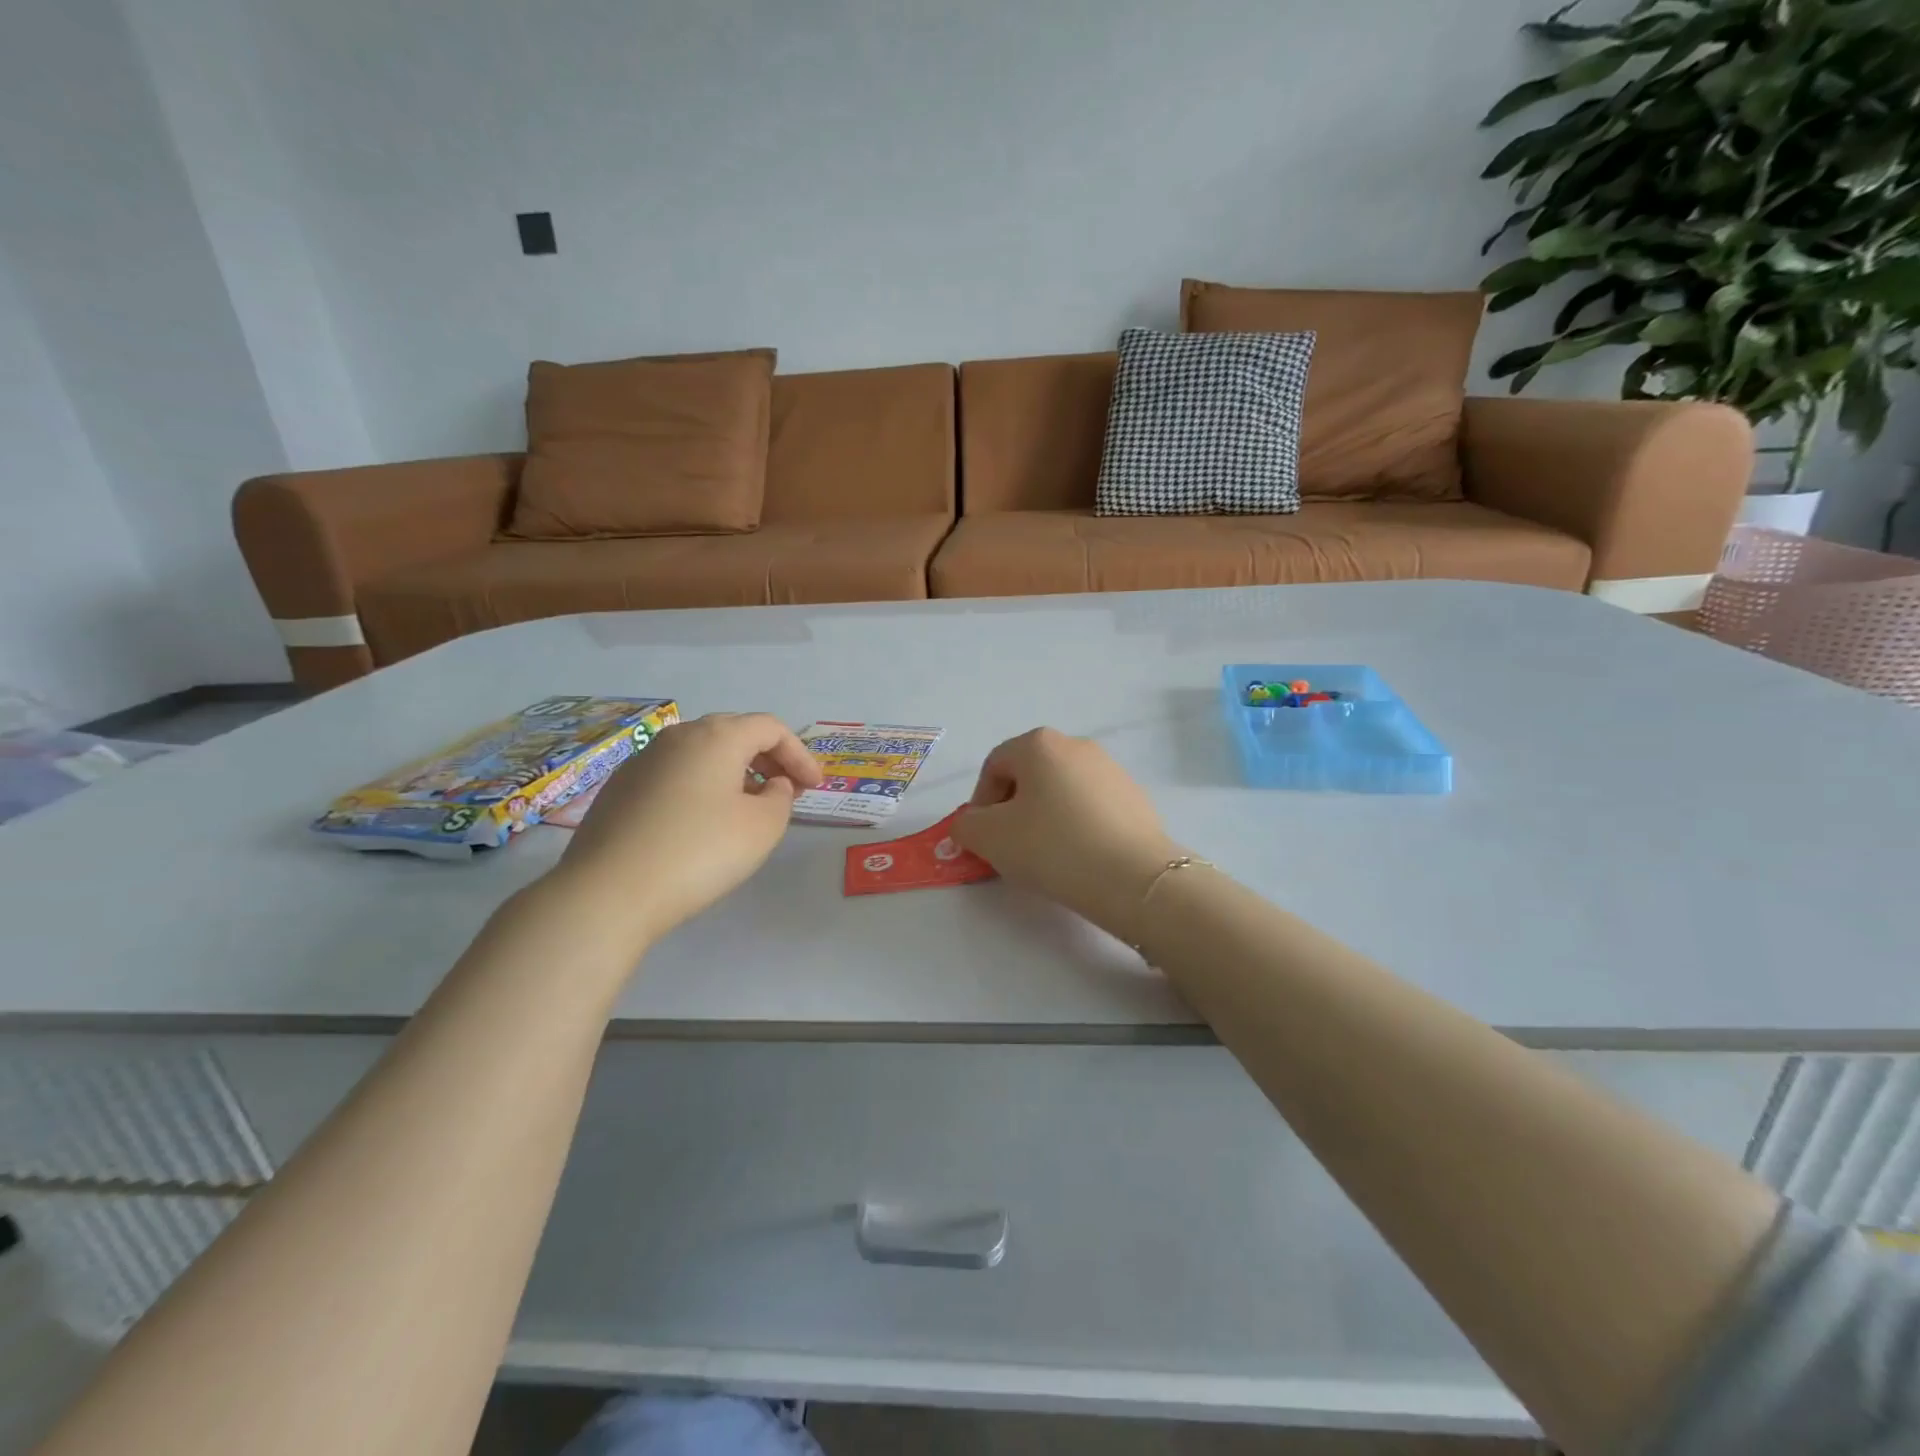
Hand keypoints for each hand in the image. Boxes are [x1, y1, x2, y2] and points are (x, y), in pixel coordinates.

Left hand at [551, 712, 822, 944]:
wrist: (609, 891)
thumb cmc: (699, 852)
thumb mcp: (762, 827)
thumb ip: (780, 798)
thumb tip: (770, 785)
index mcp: (717, 737)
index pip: (770, 728)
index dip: (799, 754)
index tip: (814, 787)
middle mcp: (678, 736)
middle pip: (734, 732)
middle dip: (767, 757)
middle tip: (787, 790)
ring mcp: (643, 760)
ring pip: (701, 752)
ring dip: (734, 770)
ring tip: (748, 806)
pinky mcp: (620, 788)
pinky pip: (675, 773)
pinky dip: (701, 785)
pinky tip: (702, 821)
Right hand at [954, 728, 1180, 938]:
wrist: (1133, 878)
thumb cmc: (1052, 846)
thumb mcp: (990, 838)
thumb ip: (966, 825)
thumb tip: (970, 824)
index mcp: (1039, 744)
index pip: (994, 766)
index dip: (980, 803)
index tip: (983, 838)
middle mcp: (1077, 745)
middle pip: (1029, 775)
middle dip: (1012, 810)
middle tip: (1010, 847)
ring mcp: (1111, 770)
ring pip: (1061, 791)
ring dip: (1045, 818)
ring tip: (1046, 856)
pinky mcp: (1135, 798)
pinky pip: (1091, 808)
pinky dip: (1076, 826)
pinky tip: (1079, 857)